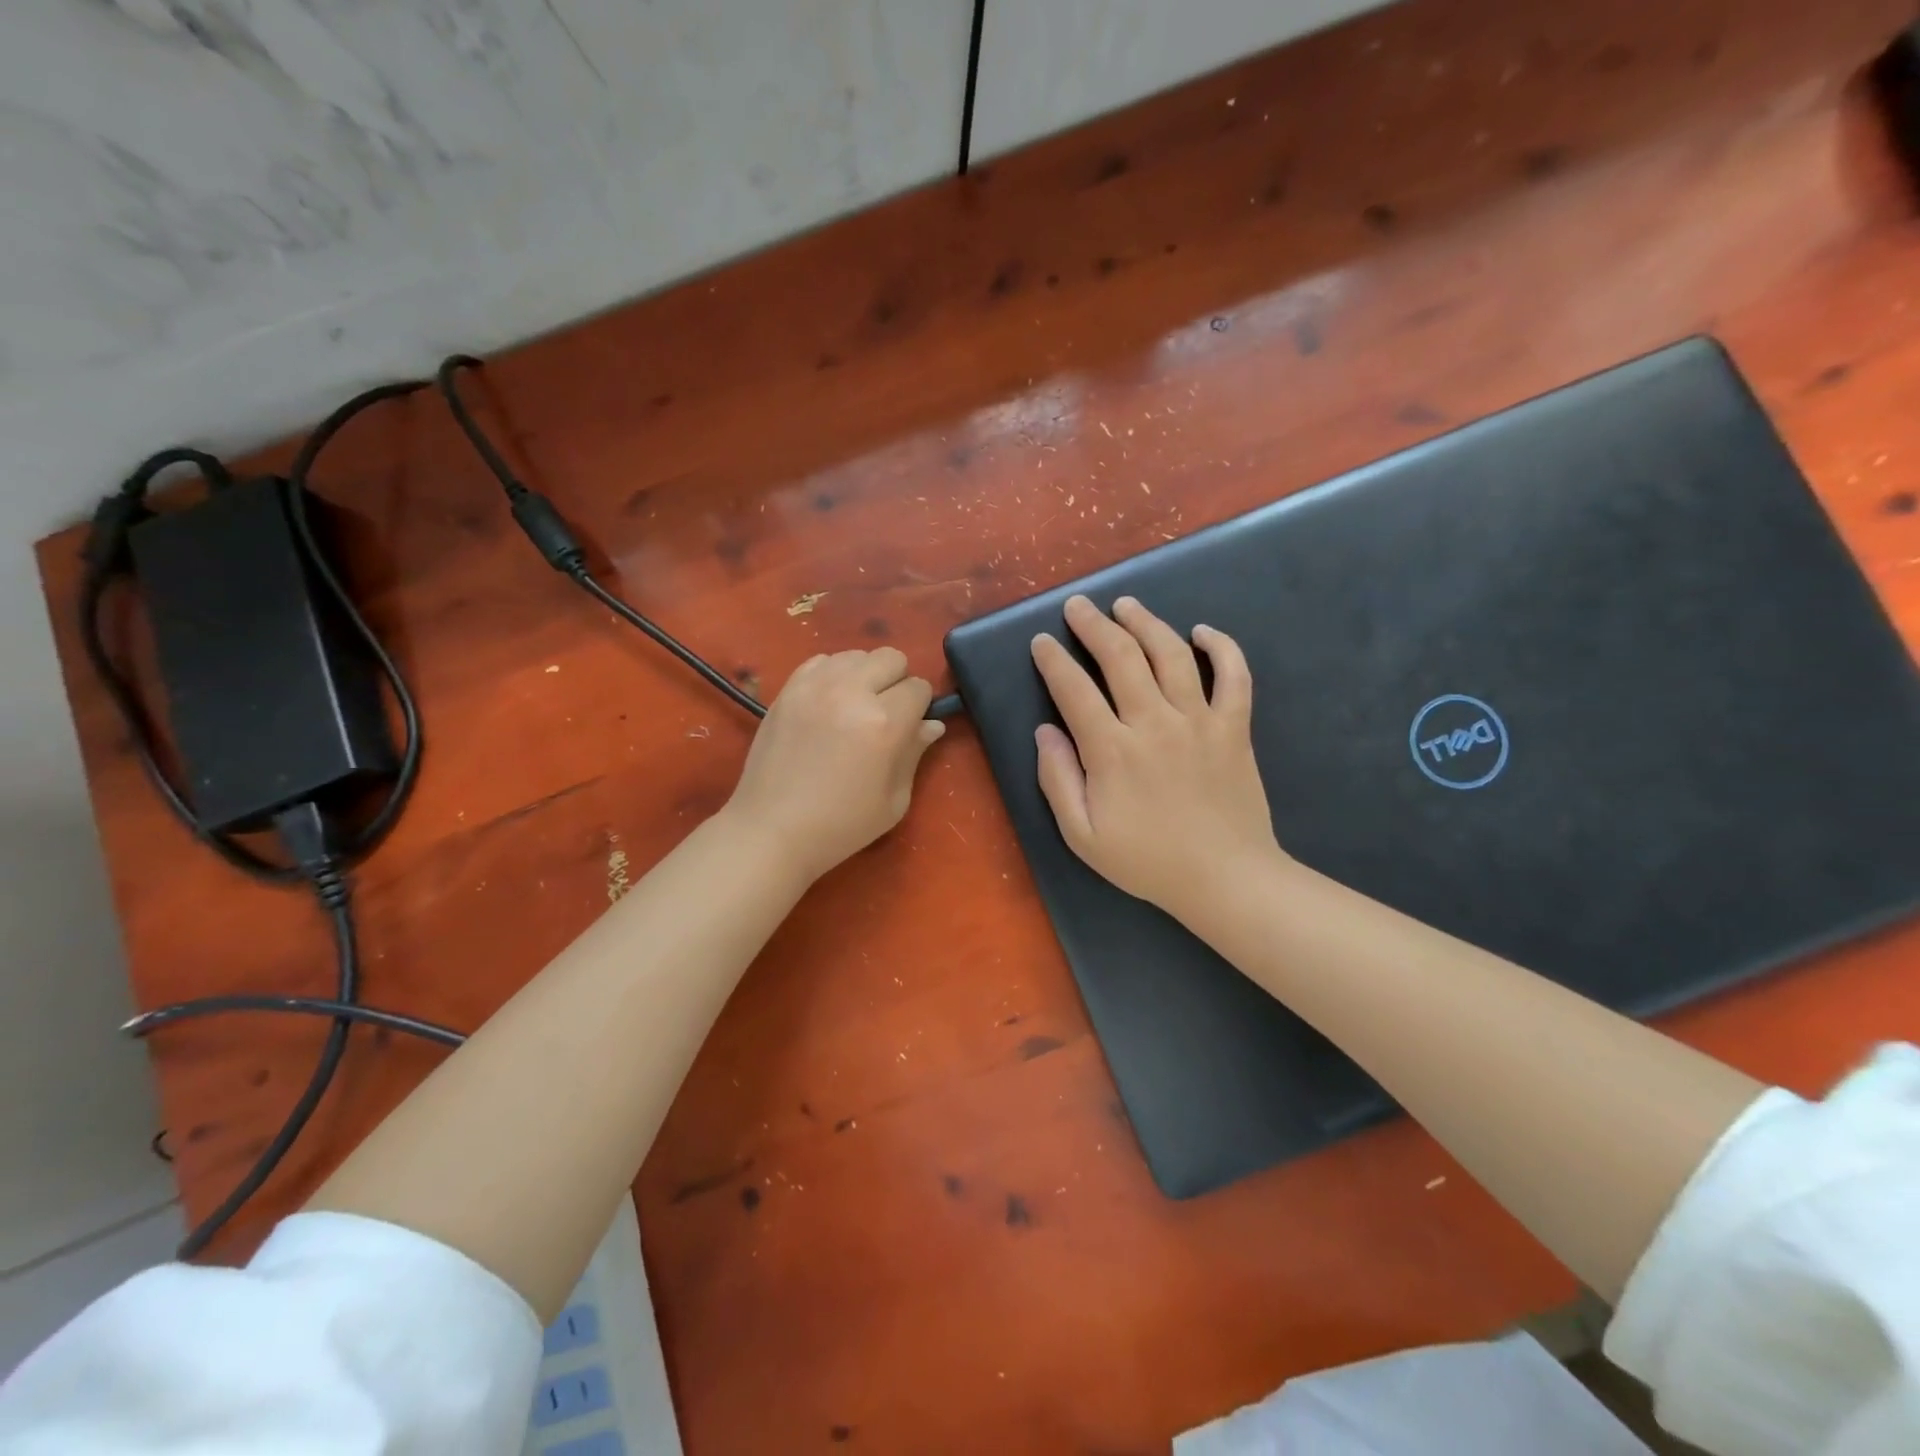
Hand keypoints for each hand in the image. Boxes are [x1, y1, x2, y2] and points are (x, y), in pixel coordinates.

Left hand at [724, 648, 944, 882]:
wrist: (771, 830)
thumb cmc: (841, 825)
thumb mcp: (894, 800)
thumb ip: (914, 753)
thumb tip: (931, 724)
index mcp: (884, 723)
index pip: (919, 688)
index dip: (920, 707)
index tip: (910, 728)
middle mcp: (851, 692)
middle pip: (891, 658)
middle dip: (897, 682)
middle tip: (885, 715)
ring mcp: (815, 686)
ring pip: (856, 655)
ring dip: (864, 675)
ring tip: (854, 708)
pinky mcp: (788, 689)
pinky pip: (821, 660)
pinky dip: (833, 674)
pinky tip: (828, 704)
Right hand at [1030, 596, 1285, 925]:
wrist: (1225, 879)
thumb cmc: (1147, 861)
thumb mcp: (1082, 836)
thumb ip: (1058, 780)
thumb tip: (1045, 731)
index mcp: (1112, 751)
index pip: (1074, 690)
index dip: (1054, 661)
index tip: (1042, 642)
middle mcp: (1154, 724)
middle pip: (1121, 657)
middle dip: (1094, 625)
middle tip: (1078, 606)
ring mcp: (1199, 721)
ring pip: (1171, 654)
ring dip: (1146, 622)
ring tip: (1126, 605)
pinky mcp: (1235, 727)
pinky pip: (1234, 675)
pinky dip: (1222, 647)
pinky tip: (1202, 631)